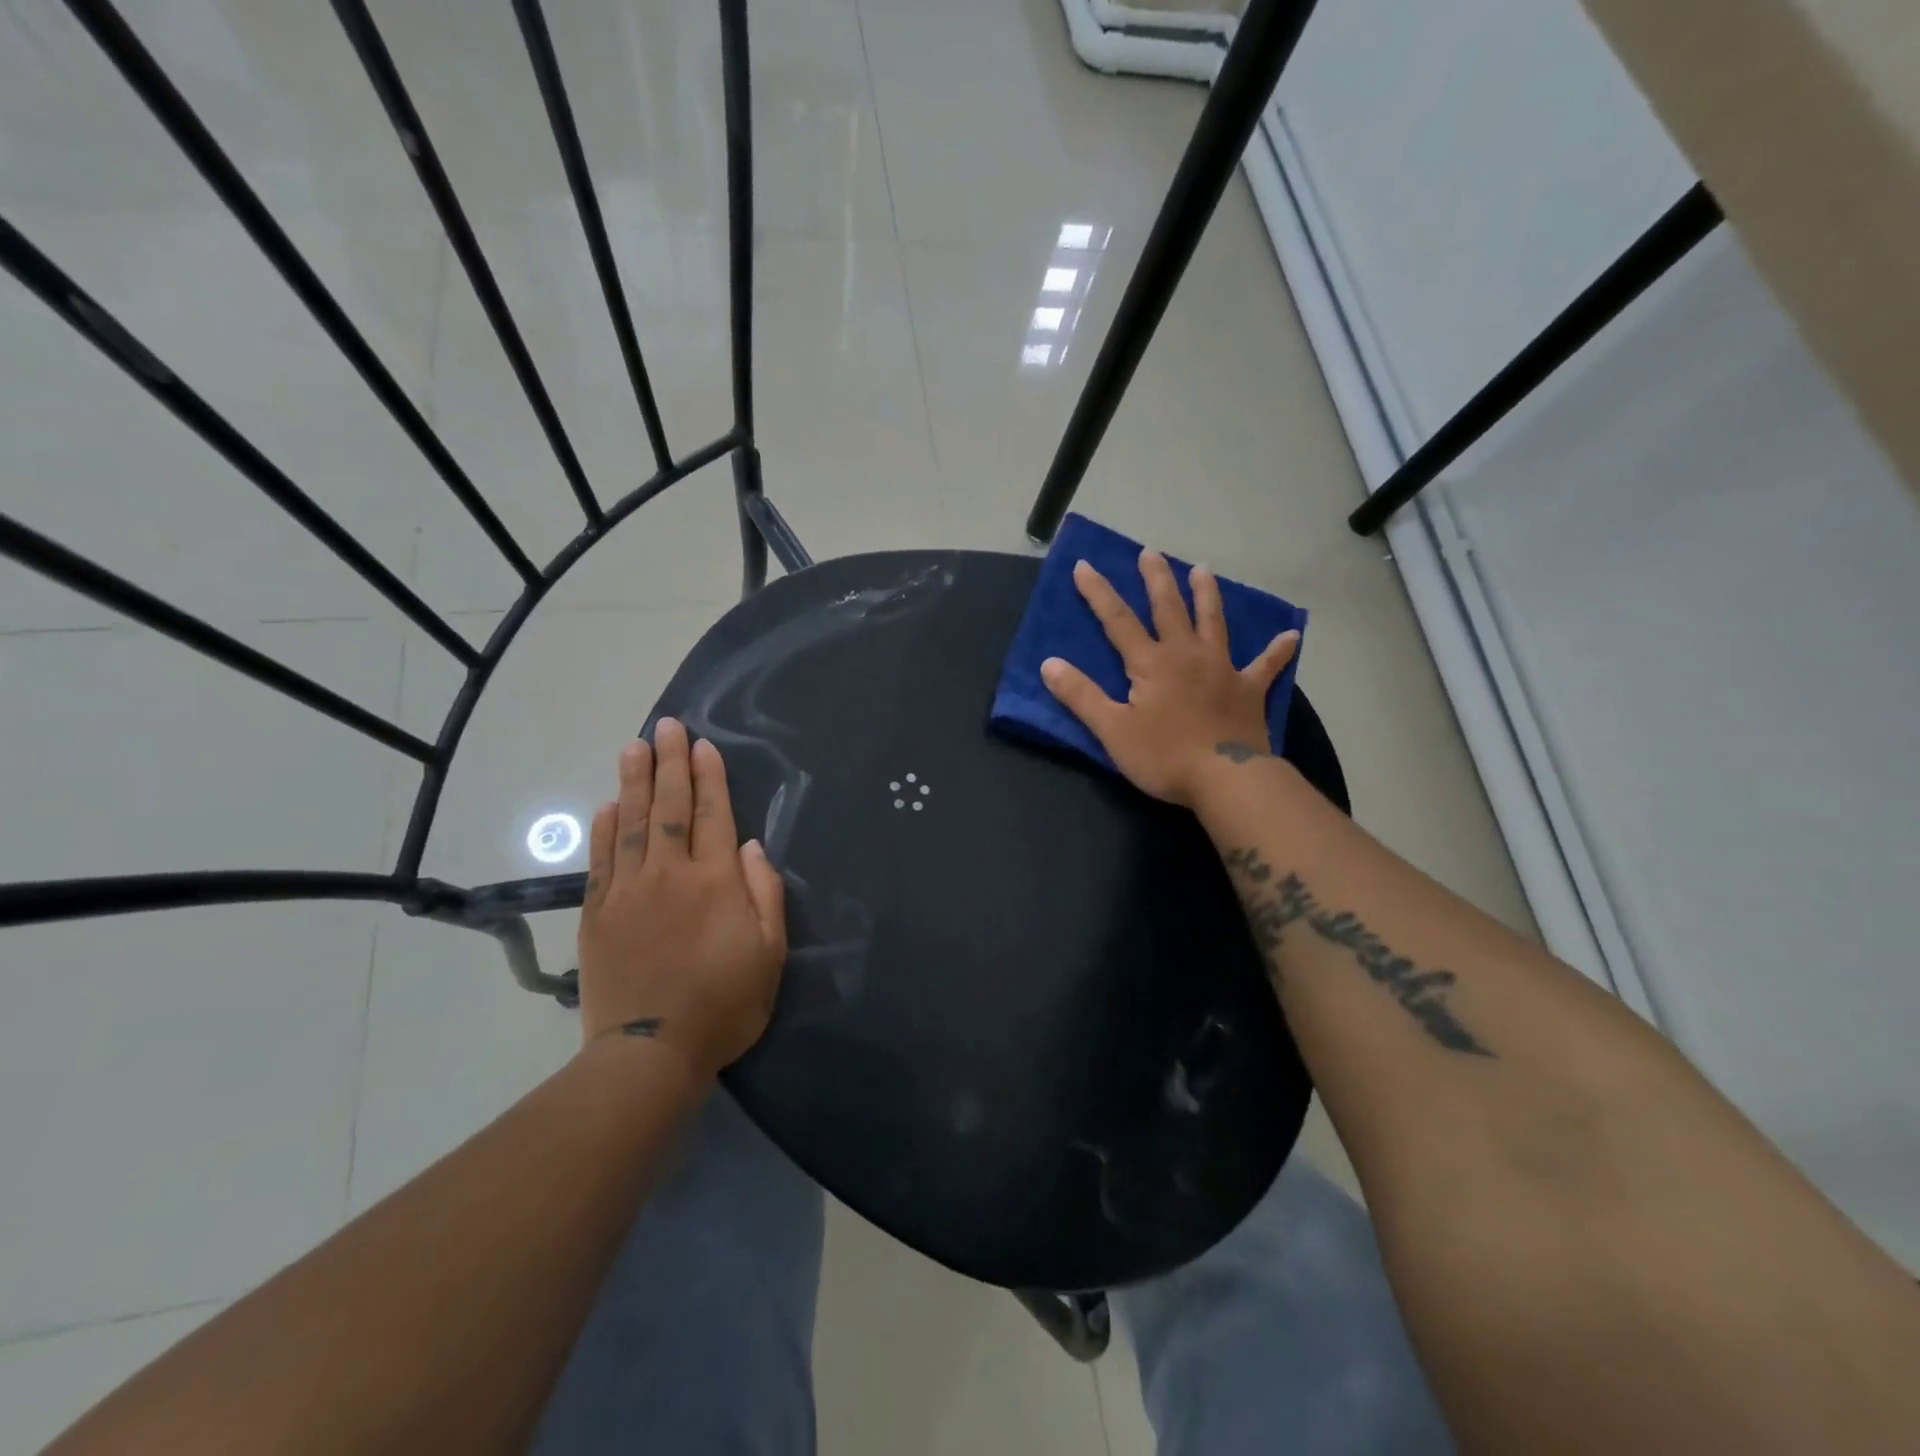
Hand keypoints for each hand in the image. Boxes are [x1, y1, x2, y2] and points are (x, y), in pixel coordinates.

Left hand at [575, 717, 787, 1078]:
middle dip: (671, 763)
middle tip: (667, 725)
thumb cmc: (724, 1004)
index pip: (712, 815)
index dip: (709, 777)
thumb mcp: (769, 954)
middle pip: (669, 807)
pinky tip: (607, 804)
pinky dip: (603, 828)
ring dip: (633, 781)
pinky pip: (601, 860)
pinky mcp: (598, 914)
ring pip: (631, 823)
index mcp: (715, 881)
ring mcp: (628, 891)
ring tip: (635, 746)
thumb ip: (764, 895)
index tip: (703, 745)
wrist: (650, 1052)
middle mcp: (669, 875)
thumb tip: (753, 847)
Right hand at [1041, 551, 1298, 806]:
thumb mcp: (1112, 730)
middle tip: (1150, 552)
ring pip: (1213, 622)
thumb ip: (1081, 695)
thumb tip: (1049, 663)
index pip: (1117, 620)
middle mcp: (1186, 654)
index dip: (1098, 592)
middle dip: (1156, 578)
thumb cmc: (1164, 756)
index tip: (1085, 565)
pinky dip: (1277, 651)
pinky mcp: (1248, 690)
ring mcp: (1222, 668)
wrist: (1226, 779)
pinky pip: (1266, 666)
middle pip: (1169, 608)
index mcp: (1150, 663)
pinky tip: (1292, 636)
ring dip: (1207, 595)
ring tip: (1202, 570)